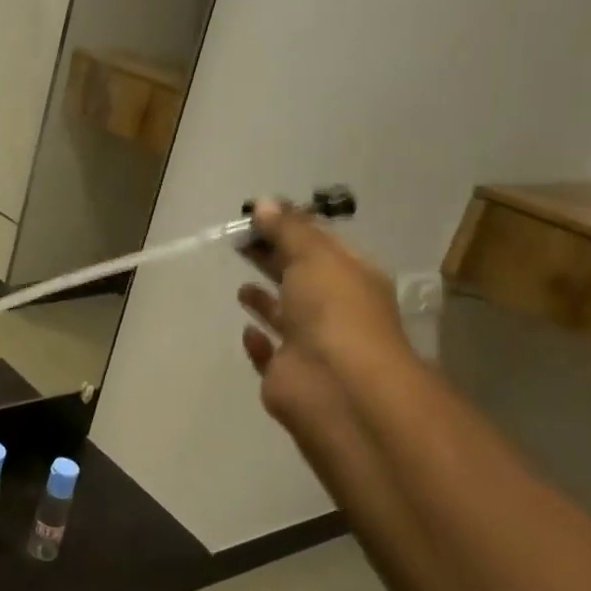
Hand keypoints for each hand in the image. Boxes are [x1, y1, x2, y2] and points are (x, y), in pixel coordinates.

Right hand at [237, 200, 405, 431]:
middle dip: (273, 259)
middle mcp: (335, 310)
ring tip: (241, 287)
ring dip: (266, 301)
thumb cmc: (333, 311)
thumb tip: (264, 203)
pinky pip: (270, 355)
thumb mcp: (314, 256)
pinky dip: (259, 344)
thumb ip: (287, 230)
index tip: (255, 216)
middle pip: (299, 277)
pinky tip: (247, 331)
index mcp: (351, 277)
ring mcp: (312, 345)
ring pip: (285, 317)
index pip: (320, 245)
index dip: (290, 228)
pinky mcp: (288, 375)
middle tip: (238, 242)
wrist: (338, 386)